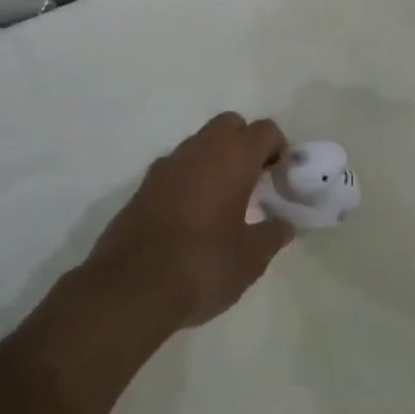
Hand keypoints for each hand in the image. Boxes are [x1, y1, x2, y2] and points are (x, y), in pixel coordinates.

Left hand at [87, 112, 294, 329]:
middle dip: (245, 143)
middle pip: (230, 125)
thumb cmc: (202, 265)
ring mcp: (167, 164)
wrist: (130, 288)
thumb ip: (272, 234)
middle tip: (253, 180)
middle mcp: (200, 149)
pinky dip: (190, 177)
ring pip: (200, 143)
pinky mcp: (143, 185)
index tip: (280, 178)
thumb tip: (284, 224)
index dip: (278, 149)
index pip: (265, 130)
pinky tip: (192, 214)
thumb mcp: (251, 258)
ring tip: (224, 200)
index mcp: (233, 158)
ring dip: (216, 159)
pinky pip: (176, 167)